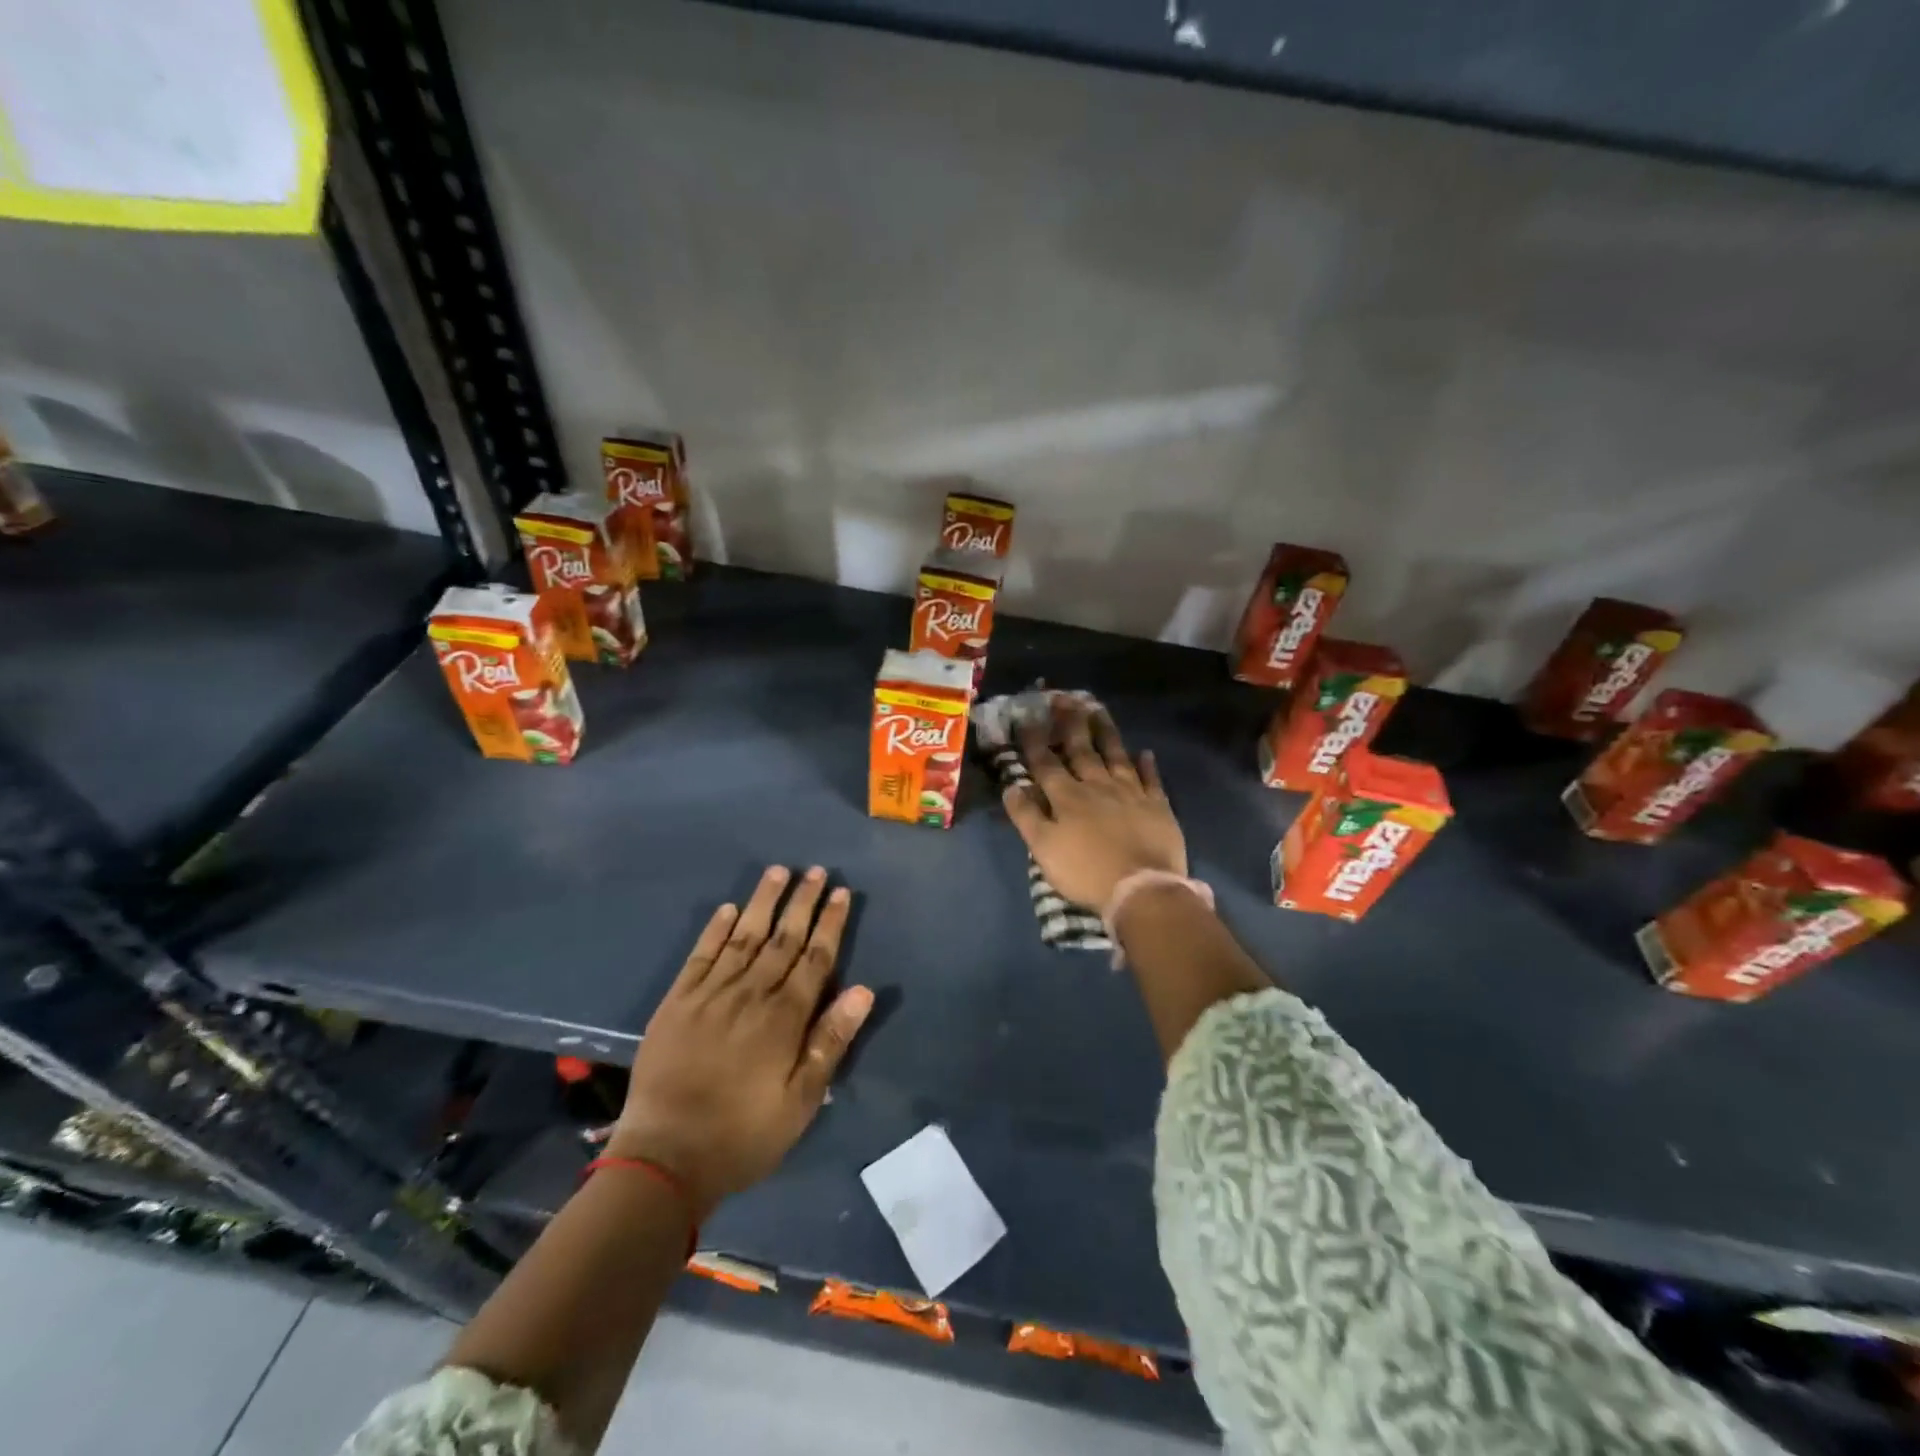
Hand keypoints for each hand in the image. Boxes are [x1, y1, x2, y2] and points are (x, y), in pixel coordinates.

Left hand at [609, 866, 872, 1217]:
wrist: (664, 1158)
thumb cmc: (743, 1134)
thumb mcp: (801, 1101)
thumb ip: (830, 1042)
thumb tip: (862, 990)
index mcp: (784, 1018)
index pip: (815, 958)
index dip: (830, 923)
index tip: (841, 893)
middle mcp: (750, 994)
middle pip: (783, 938)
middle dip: (802, 902)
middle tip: (816, 871)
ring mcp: (710, 994)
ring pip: (743, 937)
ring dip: (763, 902)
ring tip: (778, 871)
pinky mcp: (677, 1002)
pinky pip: (701, 955)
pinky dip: (715, 930)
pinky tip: (728, 909)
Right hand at [1002, 700, 1186, 913]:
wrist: (1142, 889)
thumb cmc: (1085, 872)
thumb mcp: (1043, 849)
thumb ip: (1026, 816)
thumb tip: (1011, 786)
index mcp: (1067, 797)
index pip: (1046, 763)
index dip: (1035, 740)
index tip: (1027, 715)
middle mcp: (1097, 786)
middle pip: (1081, 749)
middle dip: (1069, 723)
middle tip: (1064, 697)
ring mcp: (1131, 793)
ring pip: (1116, 755)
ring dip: (1106, 732)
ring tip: (1098, 709)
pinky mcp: (1157, 806)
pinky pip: (1152, 779)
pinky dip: (1147, 764)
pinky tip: (1145, 751)